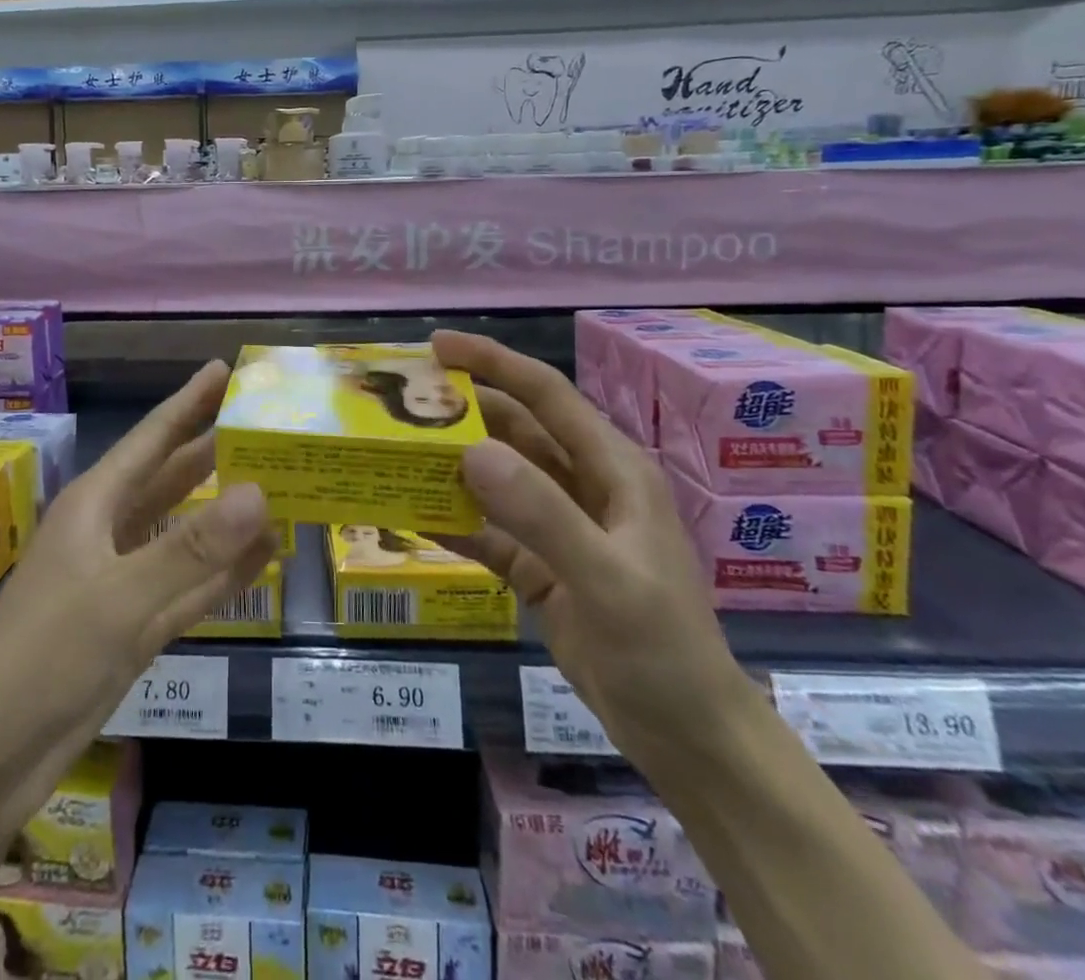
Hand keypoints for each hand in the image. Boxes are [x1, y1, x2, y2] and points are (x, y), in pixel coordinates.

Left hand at [0, 360, 277, 835]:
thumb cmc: (44, 658)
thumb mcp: (121, 599)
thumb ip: (193, 548)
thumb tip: (260, 491)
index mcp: (96, 505)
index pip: (153, 438)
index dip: (189, 402)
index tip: (225, 369)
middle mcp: (110, 531)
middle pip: (174, 479)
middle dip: (216, 451)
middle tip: (269, 426)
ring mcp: (123, 579)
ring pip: (186, 532)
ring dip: (228, 514)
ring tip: (282, 487)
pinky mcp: (135, 624)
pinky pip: (191, 585)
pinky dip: (224, 572)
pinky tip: (264, 558)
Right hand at [430, 329, 762, 770]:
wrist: (687, 738)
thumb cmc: (663, 650)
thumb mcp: (607, 580)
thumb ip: (541, 513)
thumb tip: (469, 452)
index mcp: (613, 469)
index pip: (546, 395)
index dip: (494, 362)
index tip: (437, 346)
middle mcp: (584, 486)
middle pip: (515, 430)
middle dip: (462, 413)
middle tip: (401, 404)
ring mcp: (560, 527)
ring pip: (498, 478)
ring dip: (453, 465)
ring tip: (396, 453)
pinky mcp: (541, 566)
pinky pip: (489, 530)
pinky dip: (455, 522)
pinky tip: (415, 518)